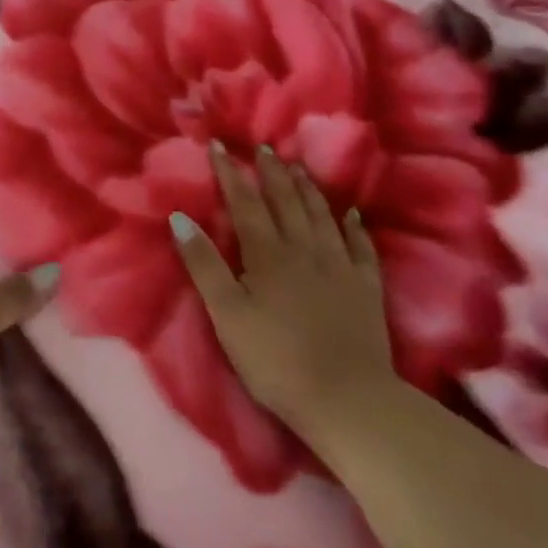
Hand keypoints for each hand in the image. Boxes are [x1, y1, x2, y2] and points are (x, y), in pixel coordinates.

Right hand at [171, 144, 395, 438]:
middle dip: (272, 173)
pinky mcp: (367, 290)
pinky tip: (351, 215)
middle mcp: (305, 250)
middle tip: (264, 148)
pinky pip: (361, 248)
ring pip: (322, 217)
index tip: (219, 147)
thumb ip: (204, 264)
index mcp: (267, 254)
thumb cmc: (275, 359)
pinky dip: (354, 227)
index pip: (245, 204)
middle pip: (287, 202)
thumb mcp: (227, 314)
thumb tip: (179, 217)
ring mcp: (340, 268)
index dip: (231, 174)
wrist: (348, 400)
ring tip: (298, 168)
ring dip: (308, 190)